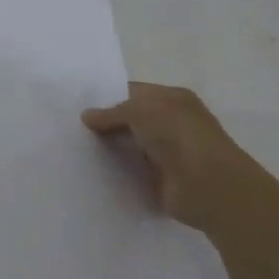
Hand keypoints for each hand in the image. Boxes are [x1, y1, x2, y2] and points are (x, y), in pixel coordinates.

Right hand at [82, 83, 274, 235]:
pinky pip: (133, 171)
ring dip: (110, 149)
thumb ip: (112, 113)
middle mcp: (172, 123)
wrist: (208, 186)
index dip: (107, 97)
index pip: (134, 92)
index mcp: (172, 99)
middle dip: (105, 124)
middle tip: (70, 128)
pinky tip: (92, 171)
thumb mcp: (140, 111)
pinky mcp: (162, 180)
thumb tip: (87, 116)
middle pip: (131, 120)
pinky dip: (117, 172)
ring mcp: (168, 152)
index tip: (77, 106)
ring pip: (130, 146)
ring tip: (75, 150)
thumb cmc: (178, 136)